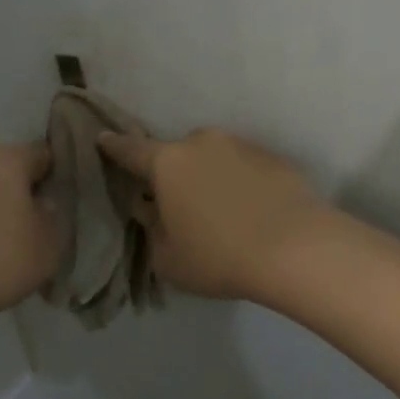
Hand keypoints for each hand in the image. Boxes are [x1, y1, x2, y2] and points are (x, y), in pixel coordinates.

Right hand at [96, 127, 328, 302]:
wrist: (296, 247)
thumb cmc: (220, 256)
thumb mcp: (168, 259)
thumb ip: (152, 230)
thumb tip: (153, 211)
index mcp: (168, 163)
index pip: (131, 150)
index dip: (114, 148)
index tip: (103, 140)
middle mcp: (203, 143)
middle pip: (178, 154)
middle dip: (174, 173)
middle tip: (180, 205)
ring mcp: (242, 145)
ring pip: (215, 158)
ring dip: (211, 177)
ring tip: (223, 213)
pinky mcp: (274, 157)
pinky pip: (245, 167)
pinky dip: (241, 183)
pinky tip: (252, 212)